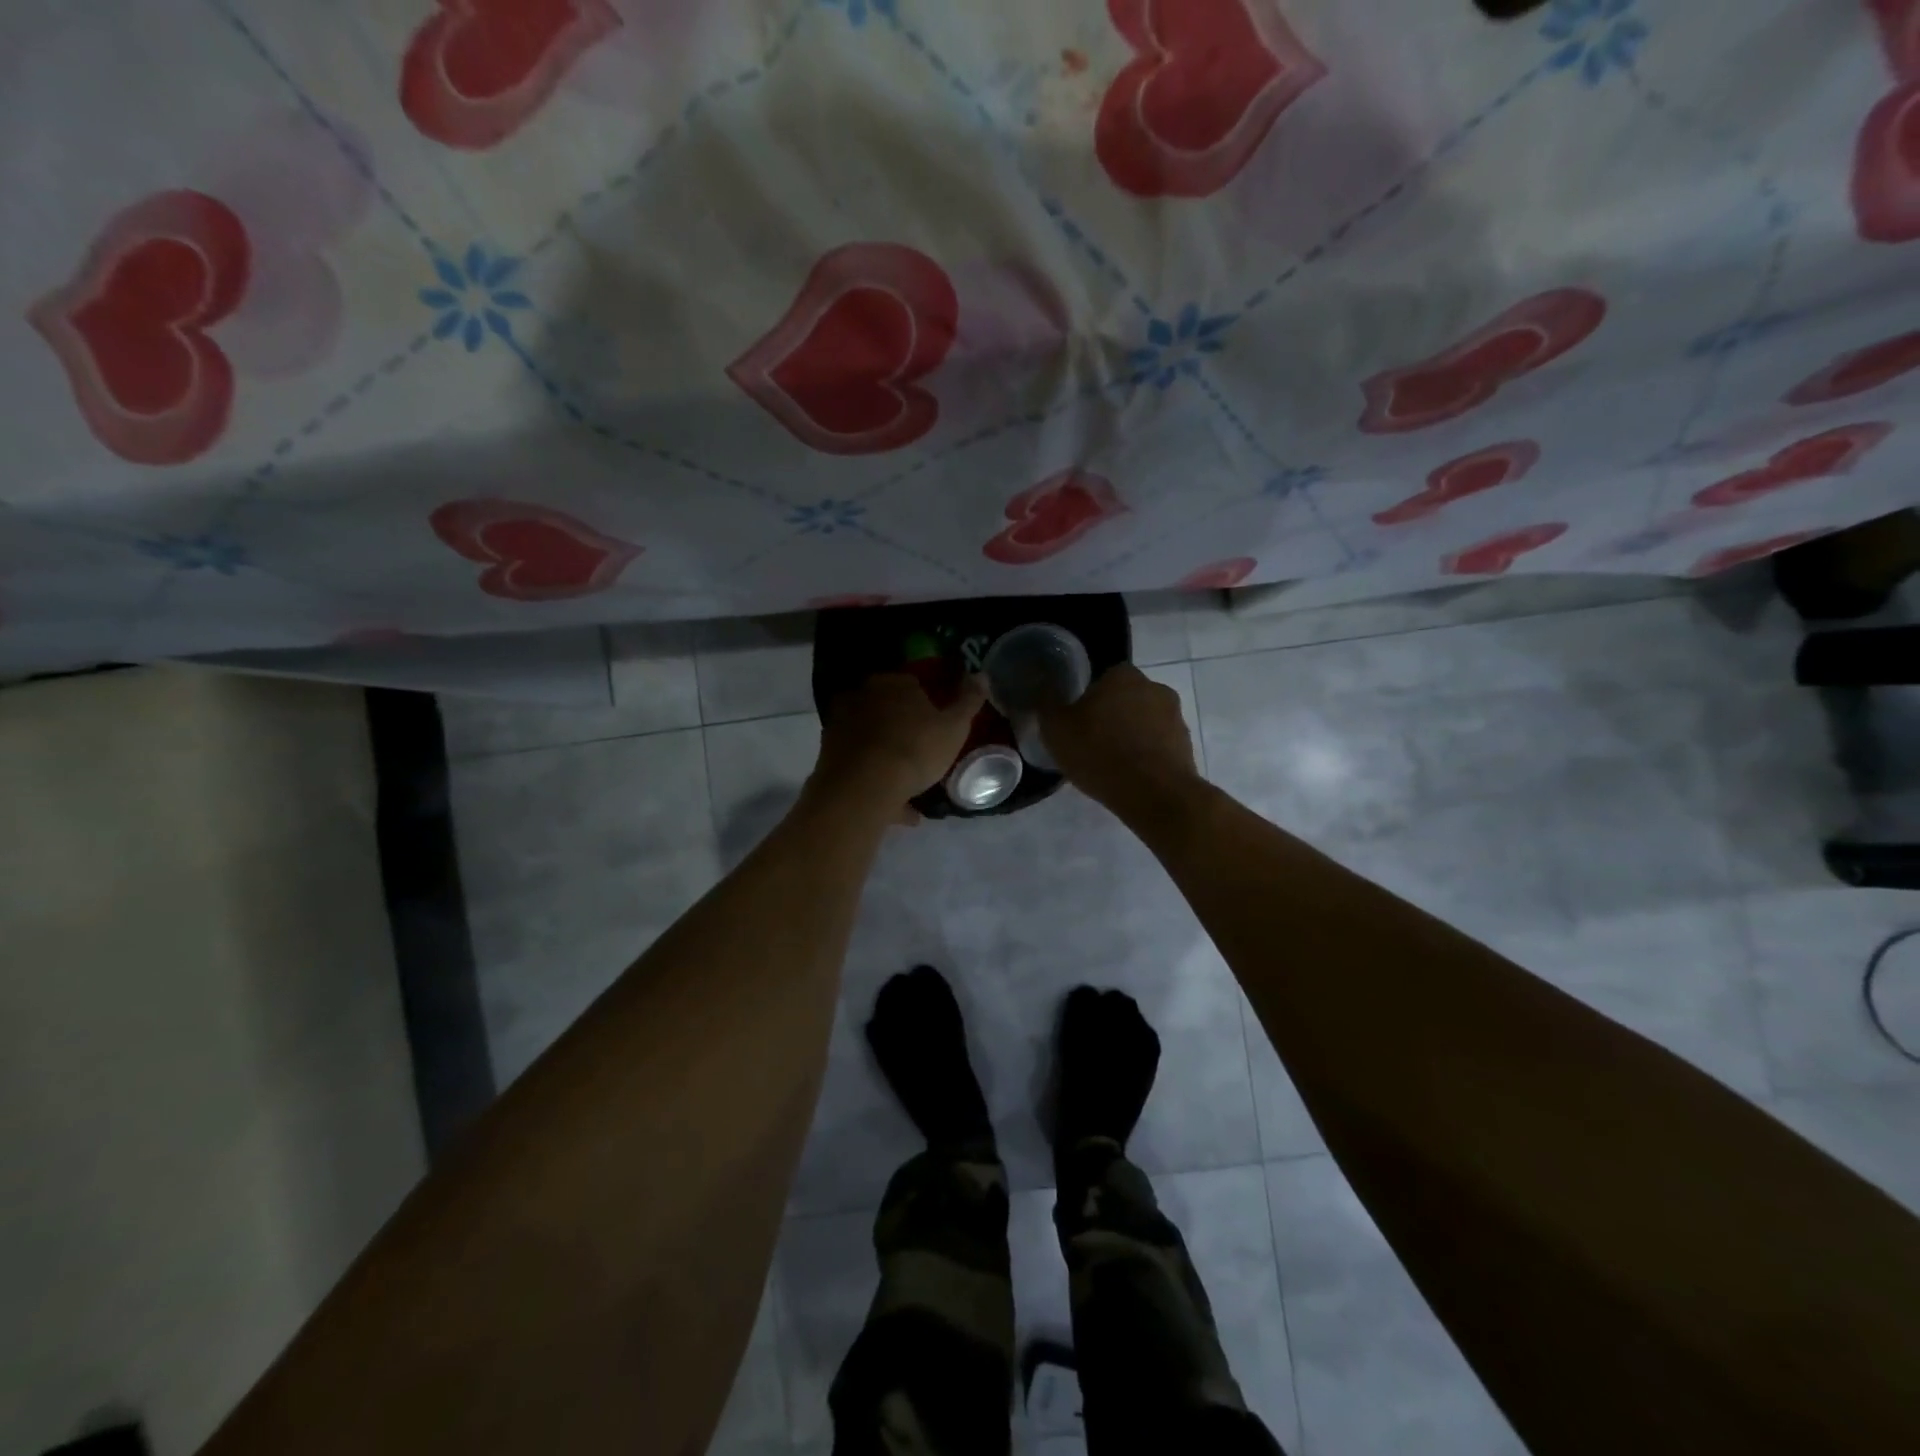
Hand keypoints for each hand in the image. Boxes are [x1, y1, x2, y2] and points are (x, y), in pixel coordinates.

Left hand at [811, 672, 987, 819]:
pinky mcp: (829, 755)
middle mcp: (861, 697)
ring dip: (889, 758)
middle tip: (923, 753)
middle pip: (888, 710)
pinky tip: (896, 806)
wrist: (862, 787)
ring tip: (911, 787)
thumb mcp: (954, 727)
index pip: (912, 684)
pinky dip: (877, 781)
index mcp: (892, 684)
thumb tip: (980, 674)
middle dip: (904, 729)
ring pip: (873, 740)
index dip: (927, 703)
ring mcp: (841, 726)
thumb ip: (969, 701)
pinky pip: (860, 766)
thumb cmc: (915, 749)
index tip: (938, 725)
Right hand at [1039, 663, 1200, 816]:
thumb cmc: (1100, 754)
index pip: (1102, 678)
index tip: (1078, 723)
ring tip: (1113, 765)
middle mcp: (1154, 687)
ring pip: (1145, 722)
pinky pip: (1159, 745)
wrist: (1154, 794)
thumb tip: (1044, 690)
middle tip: (1093, 743)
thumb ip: (1047, 705)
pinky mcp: (1186, 745)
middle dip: (1112, 716)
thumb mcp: (1056, 729)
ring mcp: (1175, 716)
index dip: (1088, 700)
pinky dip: (1147, 756)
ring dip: (1132, 736)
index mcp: (1122, 675)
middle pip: (1126, 699)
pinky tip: (1132, 777)